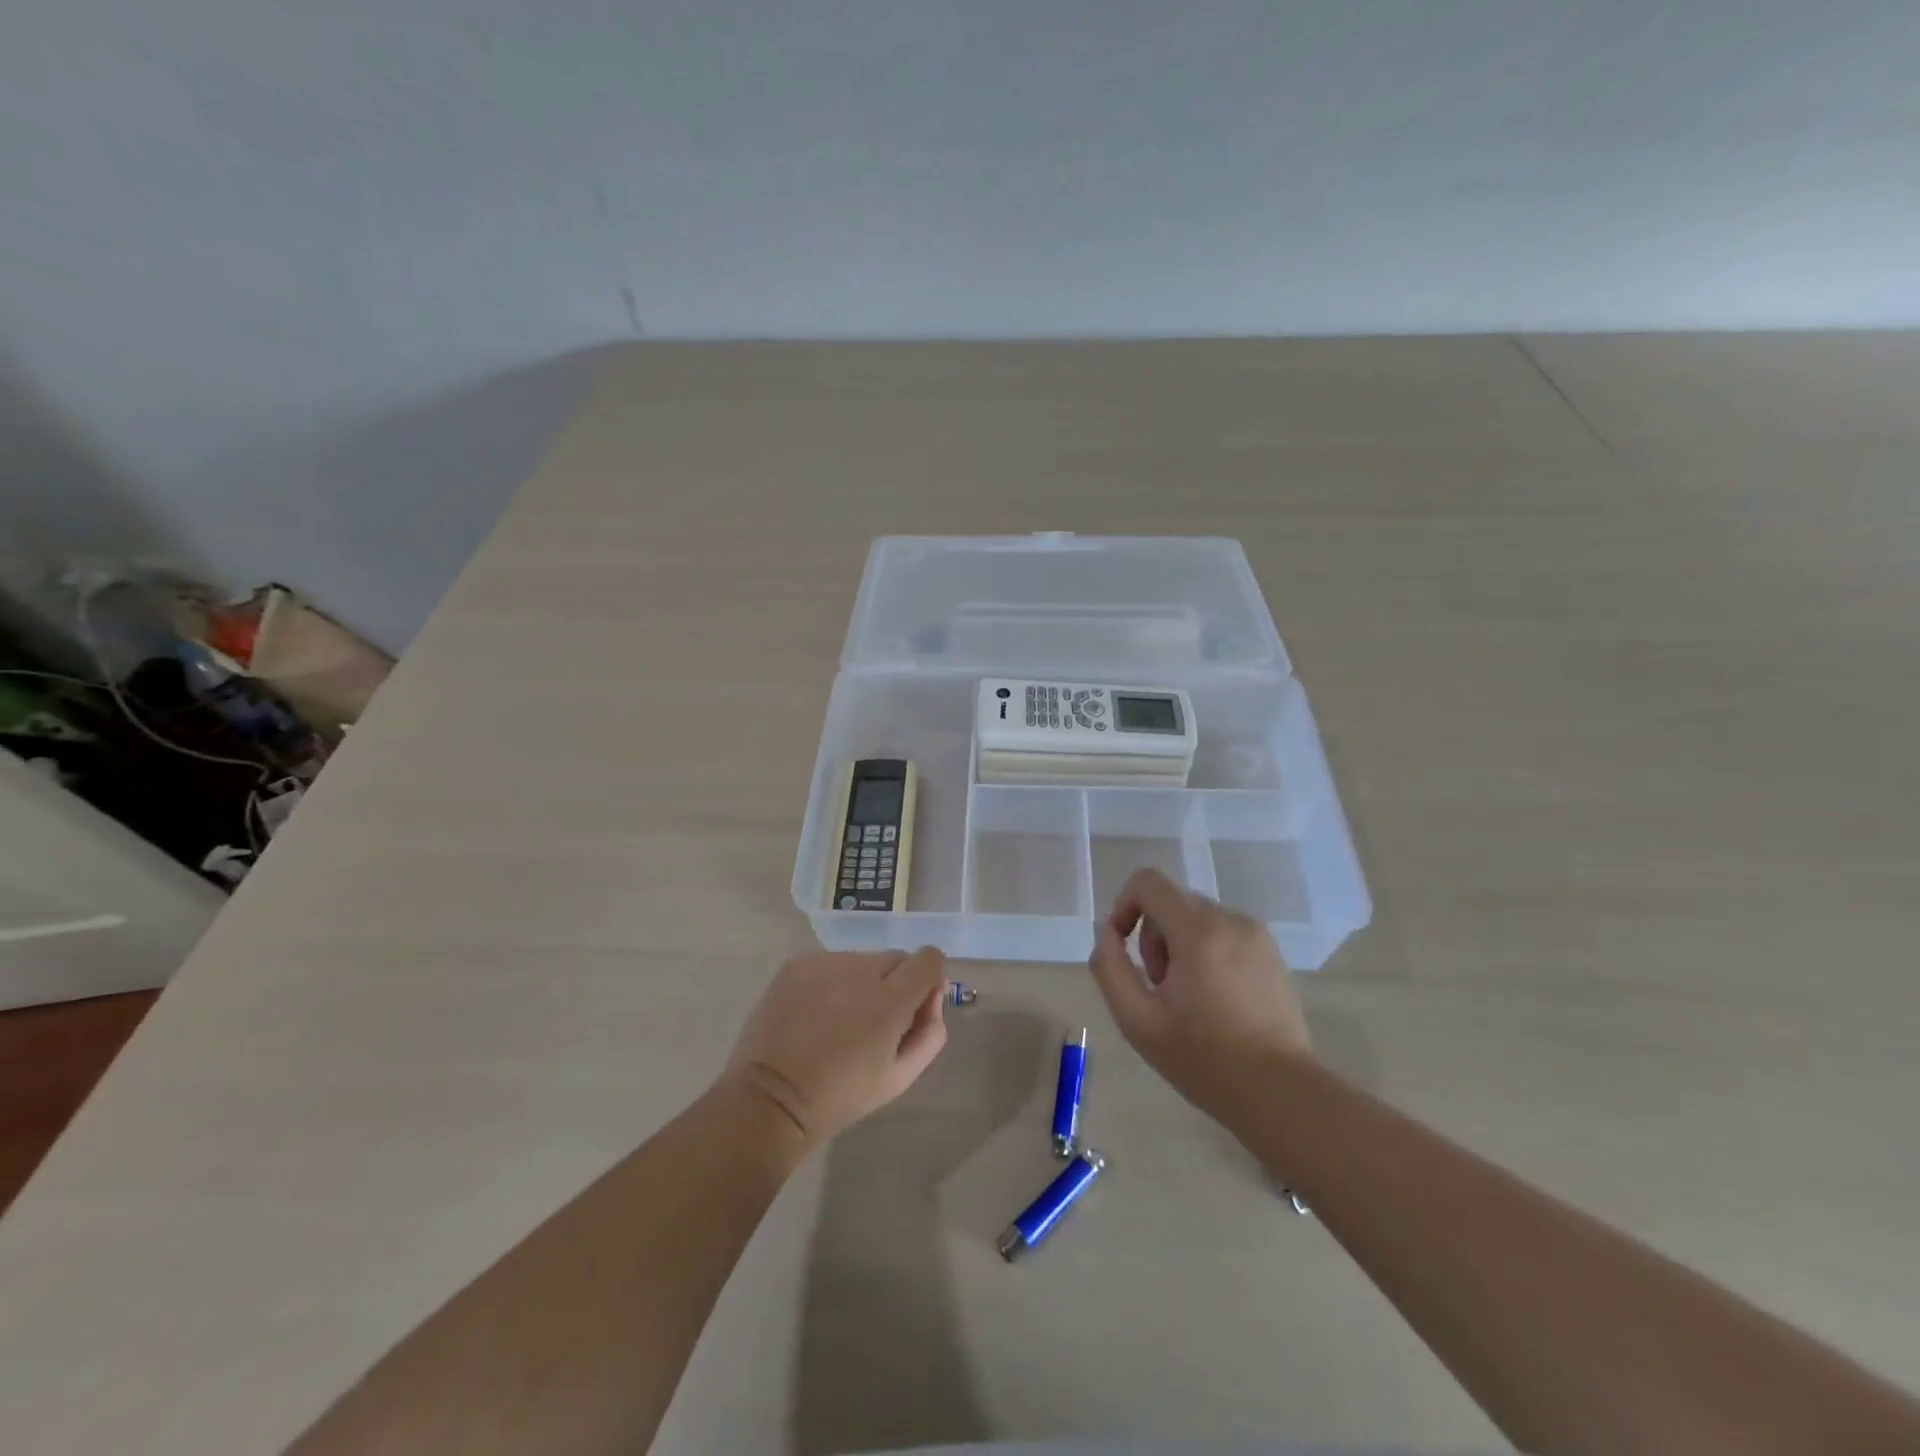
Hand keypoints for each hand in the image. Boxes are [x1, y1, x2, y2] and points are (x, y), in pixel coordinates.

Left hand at [724, 947, 949, 1152]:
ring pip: (862, 960)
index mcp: (889, 1001)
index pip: (928, 959)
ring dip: (862, 982)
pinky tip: (816, 1013)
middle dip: (895, 983)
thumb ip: (930, 1033)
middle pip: (896, 959)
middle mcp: (859, 971)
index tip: (916, 1004)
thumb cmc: (840, 1096)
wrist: (770, 1100)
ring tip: (840, 1020)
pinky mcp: (797, 964)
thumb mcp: (899, 1078)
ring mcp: (824, 963)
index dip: (929, 978)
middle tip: (876, 1020)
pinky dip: (832, 981)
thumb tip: (933, 998)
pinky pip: (830, 963)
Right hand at [1087, 868, 1312, 1124]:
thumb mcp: (1137, 1019)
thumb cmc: (1203, 1058)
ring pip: (1198, 919)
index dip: (1124, 907)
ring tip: (1187, 998)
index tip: (1124, 948)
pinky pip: (1224, 934)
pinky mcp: (1272, 953)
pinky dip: (1208, 953)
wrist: (1279, 1093)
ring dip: (1180, 946)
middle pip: (1171, 902)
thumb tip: (1109, 934)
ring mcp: (1256, 935)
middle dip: (1154, 938)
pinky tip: (1215, 1000)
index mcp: (1198, 929)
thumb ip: (1110, 967)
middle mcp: (1230, 919)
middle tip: (1160, 989)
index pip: (1147, 882)